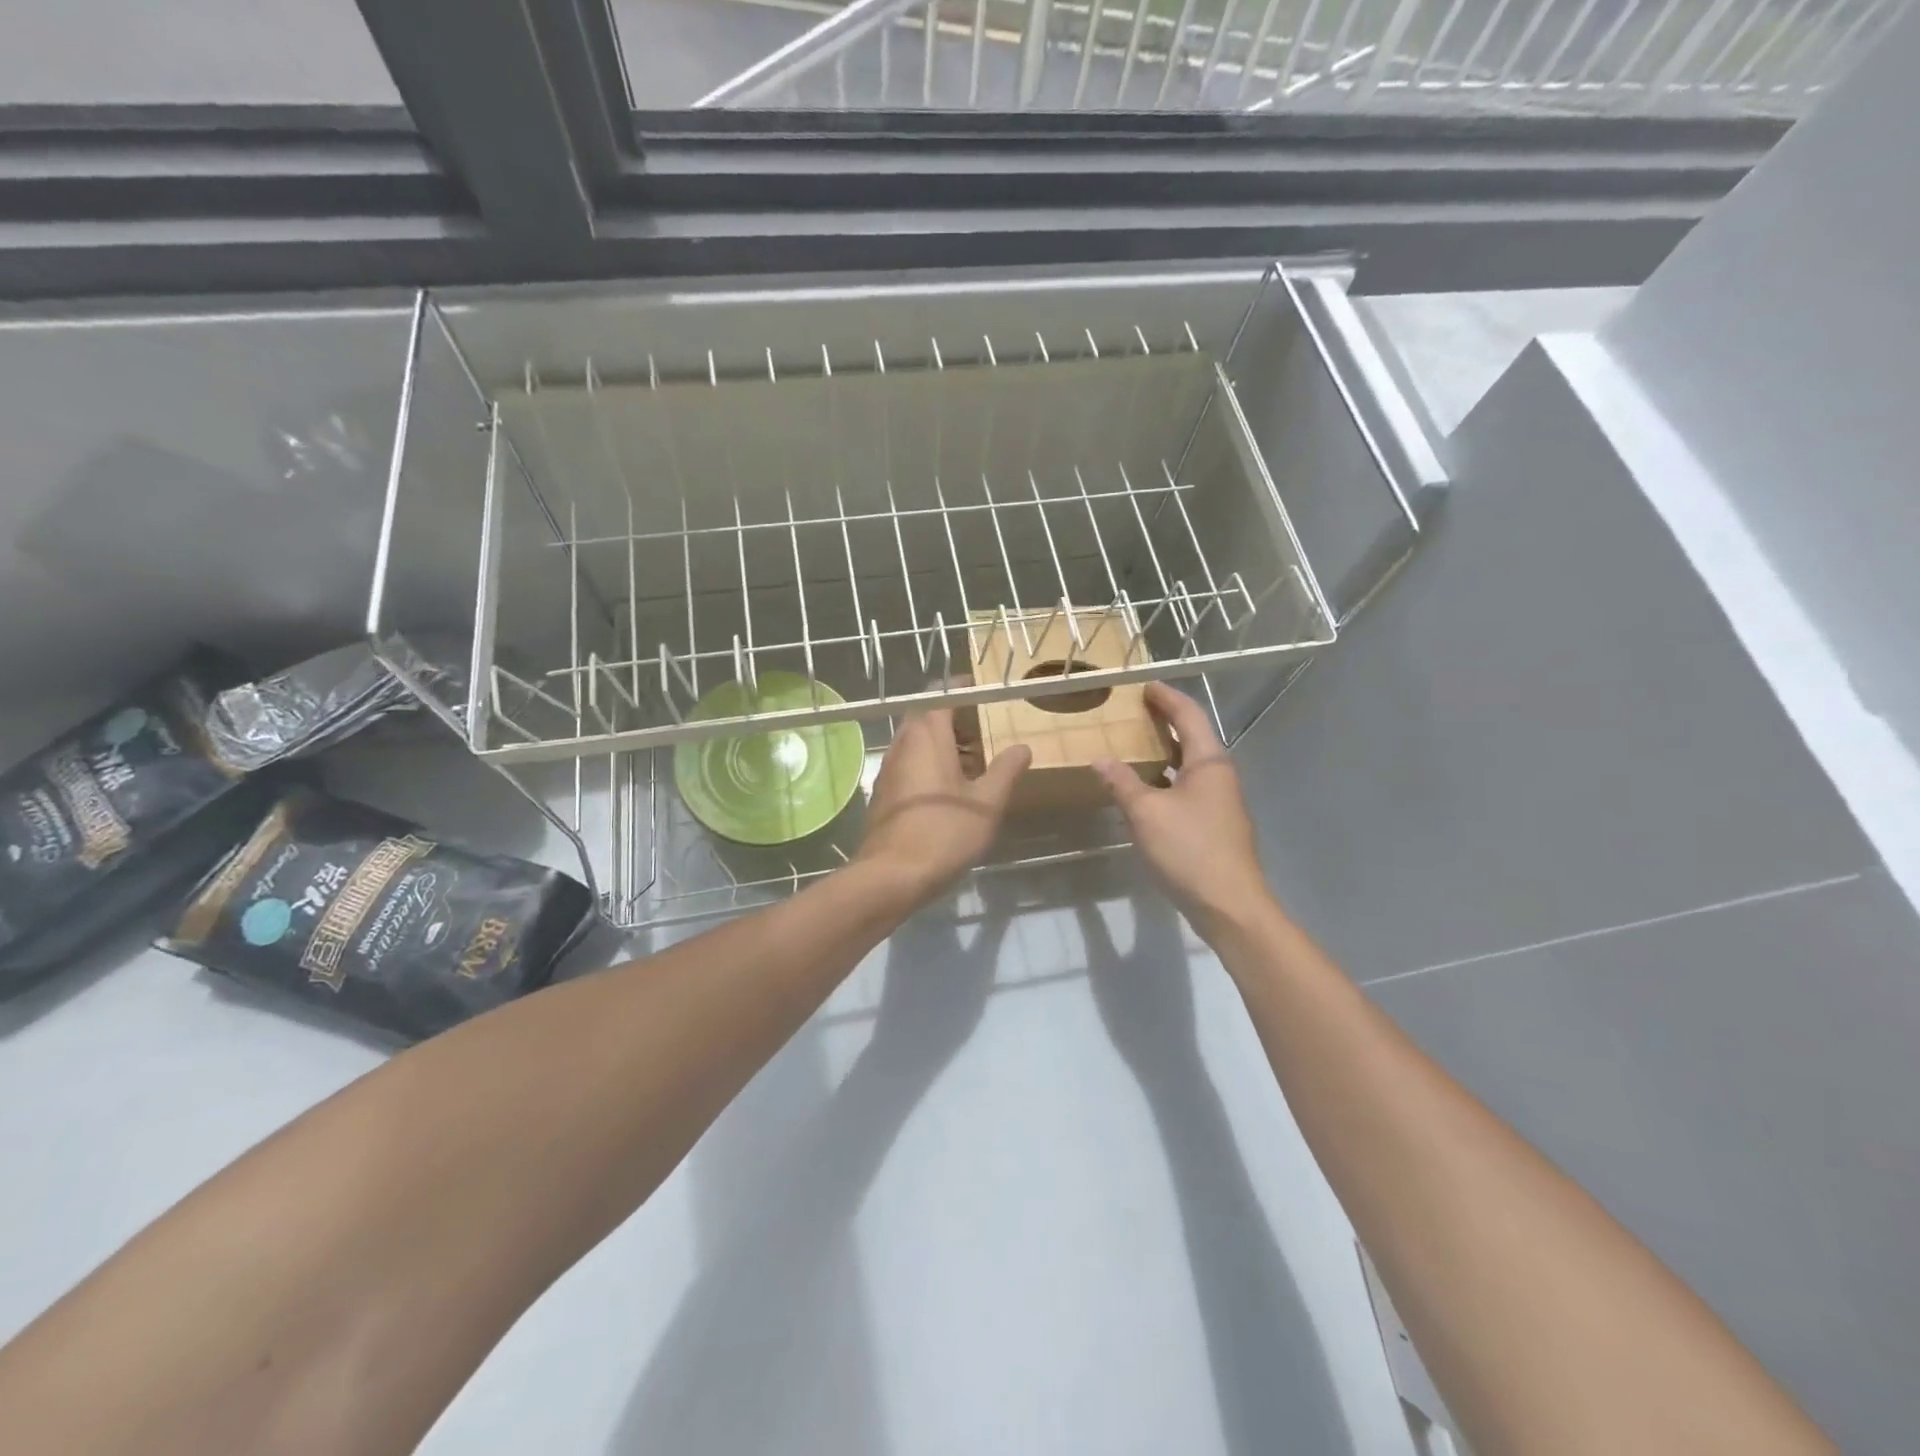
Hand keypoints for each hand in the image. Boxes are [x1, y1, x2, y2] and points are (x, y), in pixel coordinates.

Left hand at [858, 708, 1030, 904]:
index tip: (983, 692)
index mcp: (927, 735)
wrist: (892, 875)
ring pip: (916, 741)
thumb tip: (1022, 748)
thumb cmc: (945, 832)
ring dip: (942, 743)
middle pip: (927, 716)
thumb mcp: (987, 802)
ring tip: (972, 762)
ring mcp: (888, 768)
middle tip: (982, 730)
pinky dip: (929, 764)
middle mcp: (903, 743)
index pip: (942, 694)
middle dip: (954, 718)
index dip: (963, 689)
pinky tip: (949, 790)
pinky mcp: (883, 792)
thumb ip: (1006, 770)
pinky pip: (909, 763)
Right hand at [1093, 682, 1272, 940]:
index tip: (1144, 685)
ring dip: (1165, 751)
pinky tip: (1145, 789)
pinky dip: (1166, 777)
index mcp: (1209, 762)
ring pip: (1190, 765)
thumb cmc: (1189, 849)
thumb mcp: (1146, 813)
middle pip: (1192, 737)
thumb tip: (1100, 758)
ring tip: (1134, 744)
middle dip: (1165, 721)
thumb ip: (1122, 782)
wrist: (1228, 904)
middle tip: (1134, 711)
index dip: (1166, 697)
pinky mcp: (1214, 824)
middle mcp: (1220, 775)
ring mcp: (1220, 801)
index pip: (1188, 715)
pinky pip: (1187, 787)